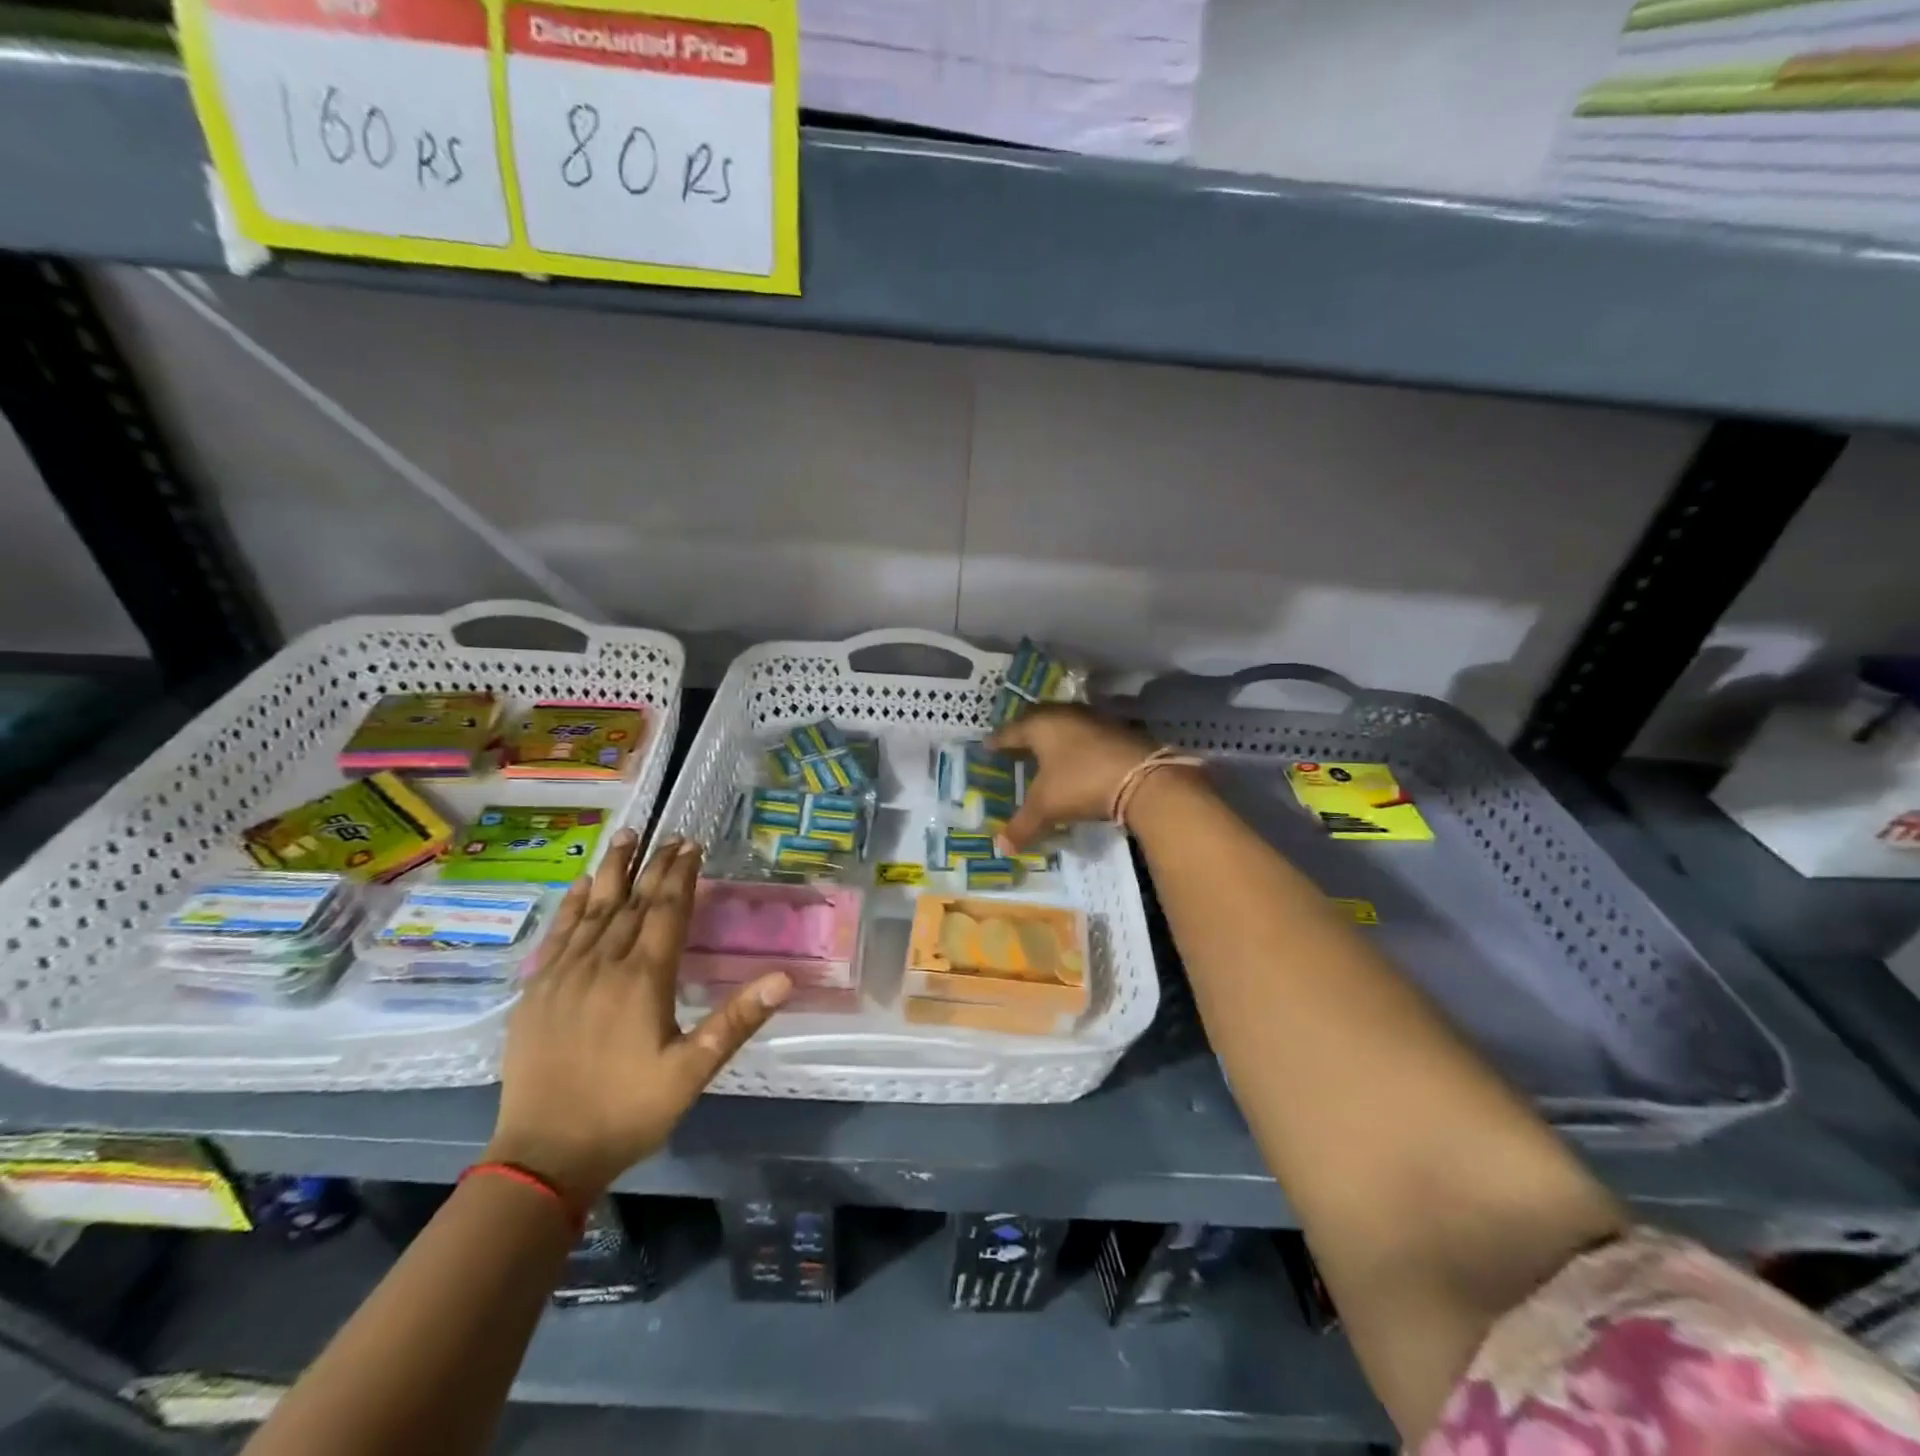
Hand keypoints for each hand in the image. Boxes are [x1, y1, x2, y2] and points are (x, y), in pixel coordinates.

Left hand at [486, 831, 789, 1202]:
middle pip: (633, 902)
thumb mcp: (692, 1072)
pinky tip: (583, 887)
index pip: (667, 912)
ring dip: (614, 870)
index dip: (681, 876)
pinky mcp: (537, 992)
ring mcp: (564, 976)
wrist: (544, 1157)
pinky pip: (558, 935)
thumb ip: (736, 1020)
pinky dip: (573, 905)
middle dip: (654, 865)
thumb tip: (784, 978)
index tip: (692, 845)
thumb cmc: (627, 1112)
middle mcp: (602, 965)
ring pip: (593, 909)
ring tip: (627, 837)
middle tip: (670, 836)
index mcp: (643, 979)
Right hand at [987, 705, 1159, 849]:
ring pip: (1066, 724)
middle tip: (1016, 744)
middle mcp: (1065, 714)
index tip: (988, 746)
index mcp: (1041, 725)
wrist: (1144, 778)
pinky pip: (1088, 733)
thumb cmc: (1082, 784)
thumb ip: (1022, 825)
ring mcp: (1095, 719)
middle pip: (1039, 719)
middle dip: (1026, 732)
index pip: (1011, 731)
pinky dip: (1079, 744)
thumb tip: (1001, 847)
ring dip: (1055, 736)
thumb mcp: (1047, 806)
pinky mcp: (1119, 729)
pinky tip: (1079, 758)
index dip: (999, 741)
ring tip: (1047, 751)